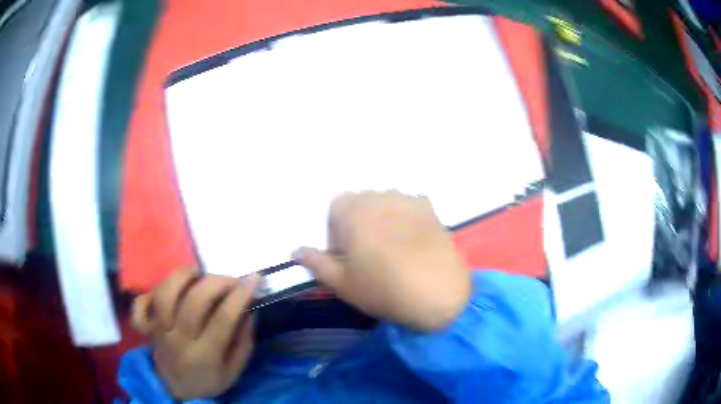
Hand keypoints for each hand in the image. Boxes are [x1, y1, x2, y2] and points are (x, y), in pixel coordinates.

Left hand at [132, 268, 259, 399]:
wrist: (178, 391)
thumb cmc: (209, 380)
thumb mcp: (235, 370)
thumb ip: (244, 342)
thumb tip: (249, 309)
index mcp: (205, 356)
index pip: (223, 320)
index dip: (240, 296)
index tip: (254, 279)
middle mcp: (179, 340)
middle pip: (193, 302)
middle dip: (216, 282)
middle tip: (230, 279)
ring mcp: (159, 332)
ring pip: (164, 295)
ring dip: (182, 277)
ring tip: (198, 274)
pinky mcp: (147, 328)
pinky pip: (139, 308)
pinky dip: (147, 295)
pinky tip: (166, 290)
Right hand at [293, 191, 470, 331]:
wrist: (439, 294)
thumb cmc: (383, 289)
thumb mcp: (342, 283)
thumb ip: (315, 262)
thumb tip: (295, 250)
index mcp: (353, 210)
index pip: (335, 206)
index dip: (337, 229)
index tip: (346, 254)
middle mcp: (379, 196)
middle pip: (360, 202)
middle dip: (358, 222)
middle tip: (368, 254)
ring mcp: (408, 199)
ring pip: (385, 202)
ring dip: (382, 218)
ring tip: (392, 249)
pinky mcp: (430, 208)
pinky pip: (409, 206)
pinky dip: (405, 218)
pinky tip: (413, 242)